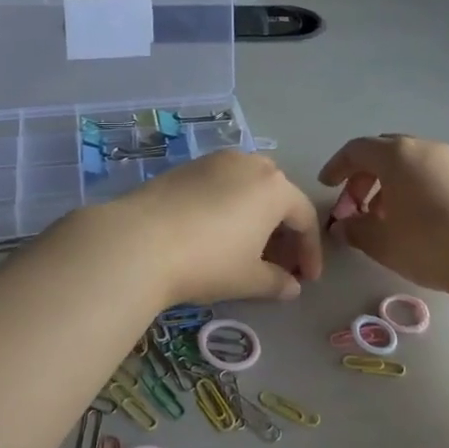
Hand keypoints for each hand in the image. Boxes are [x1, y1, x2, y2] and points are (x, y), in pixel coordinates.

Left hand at [100, 150, 322, 304]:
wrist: (139, 241)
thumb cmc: (207, 261)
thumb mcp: (248, 279)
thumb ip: (277, 282)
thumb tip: (292, 287)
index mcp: (274, 188)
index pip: (305, 217)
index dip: (310, 251)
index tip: (307, 279)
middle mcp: (249, 164)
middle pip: (278, 194)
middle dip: (284, 229)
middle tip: (279, 262)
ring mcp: (215, 160)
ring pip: (248, 184)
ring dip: (256, 213)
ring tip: (247, 246)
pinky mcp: (186, 166)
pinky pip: (221, 183)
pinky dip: (229, 205)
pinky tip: (215, 231)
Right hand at [318, 135, 448, 293]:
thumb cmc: (430, 245)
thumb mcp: (382, 242)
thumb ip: (355, 230)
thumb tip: (343, 226)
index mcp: (397, 155)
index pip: (356, 150)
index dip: (337, 166)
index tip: (327, 186)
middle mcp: (424, 148)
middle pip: (384, 152)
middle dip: (363, 176)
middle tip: (354, 206)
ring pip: (410, 163)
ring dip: (389, 184)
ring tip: (384, 218)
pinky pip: (431, 173)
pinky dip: (413, 188)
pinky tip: (415, 220)